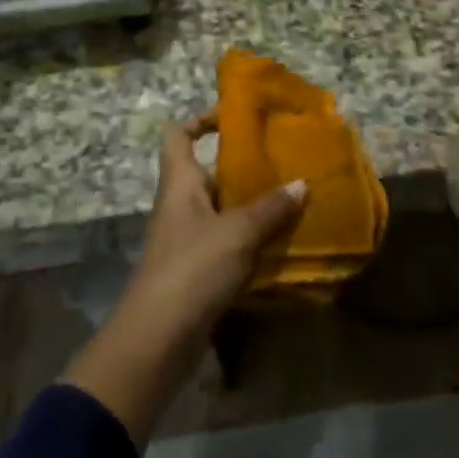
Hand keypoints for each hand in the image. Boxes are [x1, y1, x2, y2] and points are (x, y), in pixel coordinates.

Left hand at [64, 112, 304, 447]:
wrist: (157, 340)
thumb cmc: (192, 269)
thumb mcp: (237, 232)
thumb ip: (270, 208)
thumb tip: (301, 184)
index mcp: (180, 184)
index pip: (178, 136)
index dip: (201, 120)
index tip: (235, 117)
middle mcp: (182, 206)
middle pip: (209, 173)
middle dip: (244, 167)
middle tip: (285, 161)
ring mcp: (189, 240)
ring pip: (224, 210)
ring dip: (254, 206)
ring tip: (294, 199)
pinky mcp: (199, 271)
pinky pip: (230, 243)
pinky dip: (253, 241)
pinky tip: (284, 243)